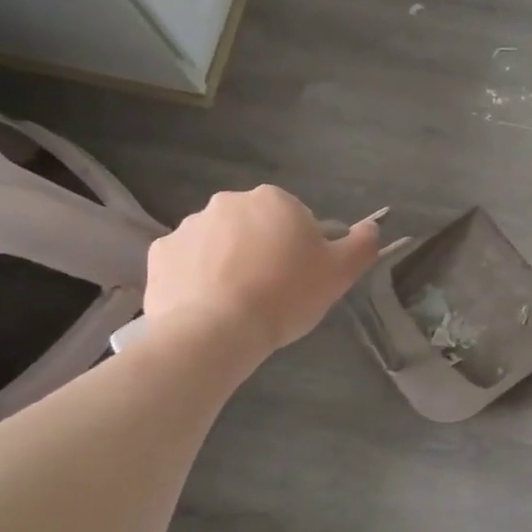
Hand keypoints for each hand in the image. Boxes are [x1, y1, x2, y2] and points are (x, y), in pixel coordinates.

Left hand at [142, 186, 379, 365]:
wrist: (216, 331)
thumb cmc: (286, 295)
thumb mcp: (341, 272)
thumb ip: (362, 243)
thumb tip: (372, 225)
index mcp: (274, 200)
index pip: (296, 219)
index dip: (302, 249)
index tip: (302, 278)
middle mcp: (228, 202)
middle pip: (255, 227)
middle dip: (263, 251)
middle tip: (273, 291)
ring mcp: (189, 226)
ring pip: (220, 243)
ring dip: (230, 263)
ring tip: (238, 303)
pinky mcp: (160, 254)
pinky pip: (187, 263)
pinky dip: (197, 278)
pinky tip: (209, 305)